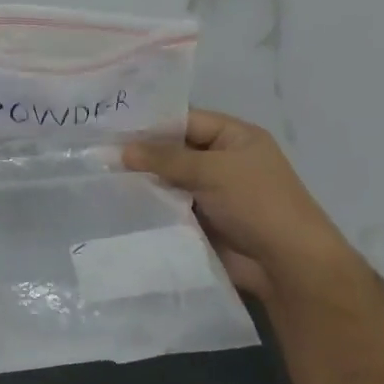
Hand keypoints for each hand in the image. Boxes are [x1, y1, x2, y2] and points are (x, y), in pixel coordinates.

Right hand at [123, 110, 362, 305]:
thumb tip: (121, 150)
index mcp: (235, 137)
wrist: (286, 264)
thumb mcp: (212, 170)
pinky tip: (118, 203)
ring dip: (143, 181)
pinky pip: (170, 206)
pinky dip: (150, 205)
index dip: (151, 122)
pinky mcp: (201, 220)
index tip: (111, 125)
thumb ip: (165, 158)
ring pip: (169, 180)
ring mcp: (211, 192)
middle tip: (97, 151)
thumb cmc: (256, 203)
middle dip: (142, 153)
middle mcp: (222, 161)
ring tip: (99, 176)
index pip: (186, 120)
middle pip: (175, 150)